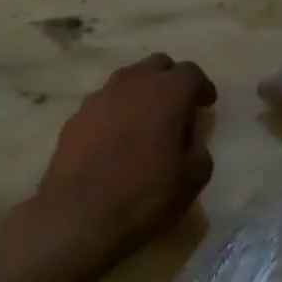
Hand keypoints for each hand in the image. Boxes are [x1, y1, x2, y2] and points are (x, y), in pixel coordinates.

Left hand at [29, 53, 216, 260]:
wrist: (79, 216)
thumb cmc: (146, 196)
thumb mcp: (193, 178)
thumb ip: (198, 147)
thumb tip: (188, 137)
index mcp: (167, 93)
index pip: (191, 72)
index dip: (202, 88)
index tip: (206, 105)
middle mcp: (132, 83)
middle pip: (157, 65)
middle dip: (171, 80)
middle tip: (178, 107)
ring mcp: (98, 98)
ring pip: (127, 80)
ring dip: (142, 93)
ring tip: (146, 122)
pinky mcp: (75, 117)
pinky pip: (104, 103)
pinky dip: (117, 112)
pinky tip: (117, 140)